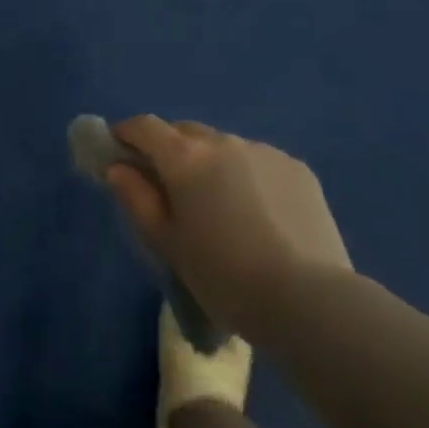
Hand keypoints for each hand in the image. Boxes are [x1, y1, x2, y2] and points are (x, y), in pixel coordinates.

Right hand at [105, 117, 351, 337]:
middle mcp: (223, 141)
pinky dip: (248, 176)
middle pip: (185, 132)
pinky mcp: (297, 168)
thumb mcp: (169, 245)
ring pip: (224, 146)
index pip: (144, 127)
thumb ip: (138, 199)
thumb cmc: (225, 278)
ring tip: (221, 207)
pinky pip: (259, 161)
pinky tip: (260, 215)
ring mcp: (264, 151)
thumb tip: (118, 168)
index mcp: (185, 158)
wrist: (310, 300)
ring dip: (212, 163)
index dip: (126, 134)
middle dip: (170, 149)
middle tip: (169, 186)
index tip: (118, 150)